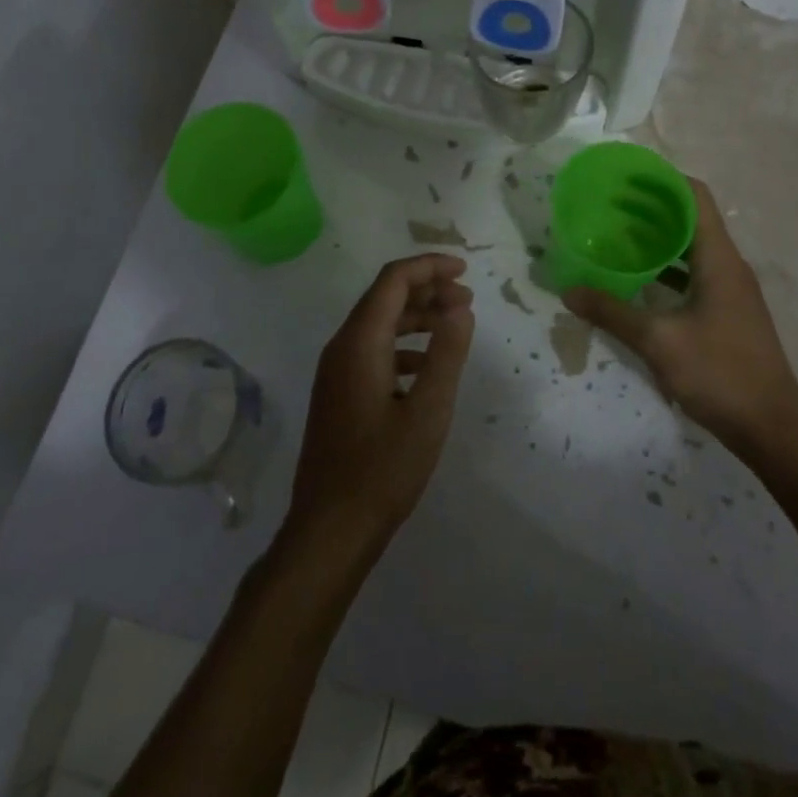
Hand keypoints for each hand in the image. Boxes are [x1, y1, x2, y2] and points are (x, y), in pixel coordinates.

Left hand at [283, 254, 474, 567]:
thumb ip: (446, 353)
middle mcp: (342, 347)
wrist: (330, 530)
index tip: (466, 271)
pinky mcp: (339, 393)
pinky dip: (403, 344)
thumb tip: (460, 307)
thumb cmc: (383, 470)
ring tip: (454, 325)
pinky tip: (426, 365)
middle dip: (427, 289)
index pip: (393, 280)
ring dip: (416, 316)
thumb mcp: (428, 411)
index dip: (429, 266)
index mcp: (360, 342)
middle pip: (384, 297)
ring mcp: (336, 371)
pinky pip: (373, 349)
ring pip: (379, 324)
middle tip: (467, 299)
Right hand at [562, 179, 797, 457]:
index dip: (663, 180)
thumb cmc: (720, 373)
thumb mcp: (659, 341)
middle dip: (651, 208)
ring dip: (658, 239)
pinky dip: (667, 270)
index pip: (695, 197)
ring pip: (692, 249)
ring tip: (617, 236)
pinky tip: (638, 281)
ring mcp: (730, 291)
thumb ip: (612, 313)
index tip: (626, 177)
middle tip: (609, 205)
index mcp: (719, 259)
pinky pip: (694, 276)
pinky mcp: (727, 314)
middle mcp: (728, 266)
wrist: (773, 429)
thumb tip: (569, 292)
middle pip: (691, 219)